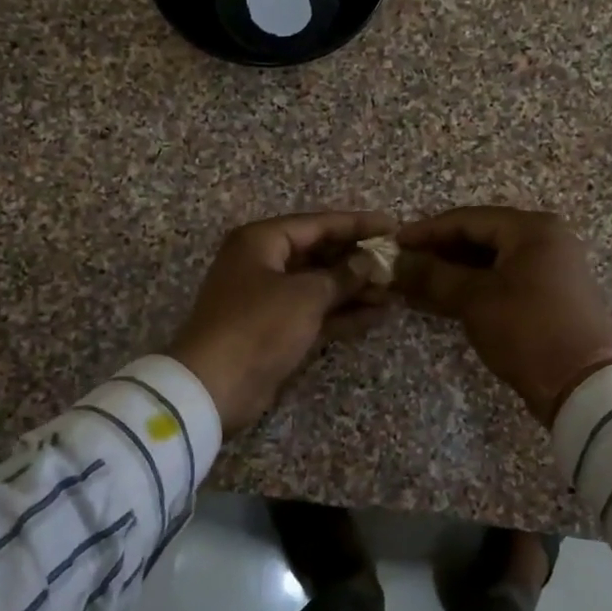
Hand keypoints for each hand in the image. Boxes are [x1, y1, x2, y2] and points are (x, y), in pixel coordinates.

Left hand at [169, 210, 396, 432]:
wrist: (214, 386)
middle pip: (319, 254)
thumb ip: (342, 276)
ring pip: (319, 286)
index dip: (357, 225)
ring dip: (355, 289)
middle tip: (397, 264)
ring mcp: (269, 299)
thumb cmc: (258, 326)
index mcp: (262, 241)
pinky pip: (315, 313)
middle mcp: (264, 263)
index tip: (393, 227)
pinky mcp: (276, 330)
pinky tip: (377, 314)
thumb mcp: (305, 295)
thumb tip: (369, 263)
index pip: (318, 224)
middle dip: (358, 260)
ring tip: (395, 292)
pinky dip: (343, 313)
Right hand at [396, 207, 611, 425]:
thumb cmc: (527, 331)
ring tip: (416, 283)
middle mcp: (547, 239)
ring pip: (492, 260)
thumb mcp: (474, 300)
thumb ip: (433, 276)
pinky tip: (444, 297)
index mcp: (533, 229)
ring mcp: (552, 267)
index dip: (427, 231)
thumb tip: (397, 262)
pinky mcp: (551, 294)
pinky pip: (505, 279)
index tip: (394, 243)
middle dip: (440, 251)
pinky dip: (475, 286)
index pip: (468, 219)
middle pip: (481, 237)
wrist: (581, 385)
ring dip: (454, 271)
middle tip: (403, 264)